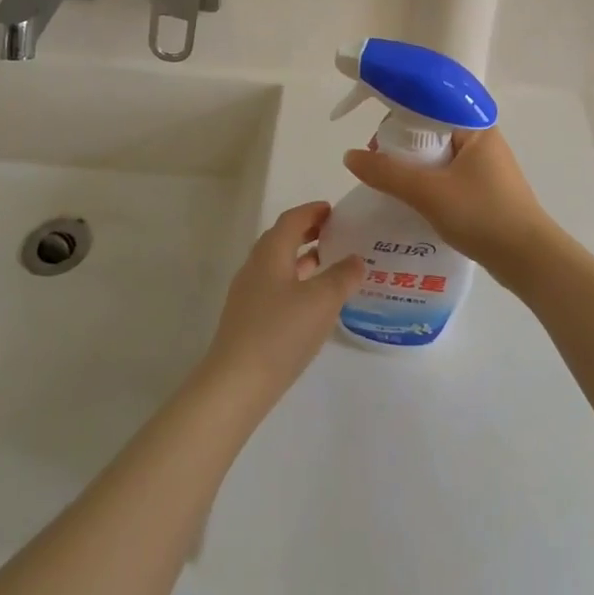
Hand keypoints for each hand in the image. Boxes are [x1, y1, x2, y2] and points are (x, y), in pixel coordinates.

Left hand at [202, 203, 362, 408]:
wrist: (236, 384)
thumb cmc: (281, 332)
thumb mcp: (322, 300)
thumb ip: (343, 276)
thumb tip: (357, 259)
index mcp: (271, 252)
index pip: (292, 219)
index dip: (313, 211)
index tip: (334, 210)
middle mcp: (256, 266)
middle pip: (282, 239)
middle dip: (308, 232)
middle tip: (336, 233)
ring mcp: (248, 294)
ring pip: (278, 264)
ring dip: (302, 258)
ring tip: (329, 263)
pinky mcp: (248, 319)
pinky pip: (275, 286)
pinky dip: (296, 282)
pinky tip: (312, 301)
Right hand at [342, 128, 562, 282]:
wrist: (529, 261)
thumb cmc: (482, 215)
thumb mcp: (428, 192)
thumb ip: (387, 173)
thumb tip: (350, 156)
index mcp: (475, 127)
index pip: (429, 107)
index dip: (398, 118)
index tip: (375, 140)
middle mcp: (482, 140)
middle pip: (431, 132)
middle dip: (402, 147)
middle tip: (377, 166)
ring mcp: (485, 167)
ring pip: (438, 157)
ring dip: (413, 168)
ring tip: (388, 185)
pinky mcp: (485, 191)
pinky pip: (447, 177)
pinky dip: (427, 184)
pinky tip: (410, 201)